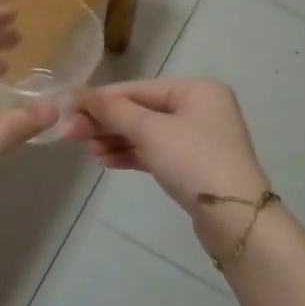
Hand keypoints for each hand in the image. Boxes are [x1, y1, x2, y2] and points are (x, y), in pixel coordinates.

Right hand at [66, 77, 270, 219]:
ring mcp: (198, 138)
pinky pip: (156, 151)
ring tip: (88, 150)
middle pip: (143, 109)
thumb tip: (81, 95)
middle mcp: (200, 108)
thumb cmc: (193, 160)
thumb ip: (115, 111)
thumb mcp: (151, 131)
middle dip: (108, 122)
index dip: (103, 98)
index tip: (69, 107)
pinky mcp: (193, 164)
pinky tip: (106, 160)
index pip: (140, 88)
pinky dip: (132, 154)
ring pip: (147, 132)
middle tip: (71, 133)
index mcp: (197, 89)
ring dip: (116, 139)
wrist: (234, 217)